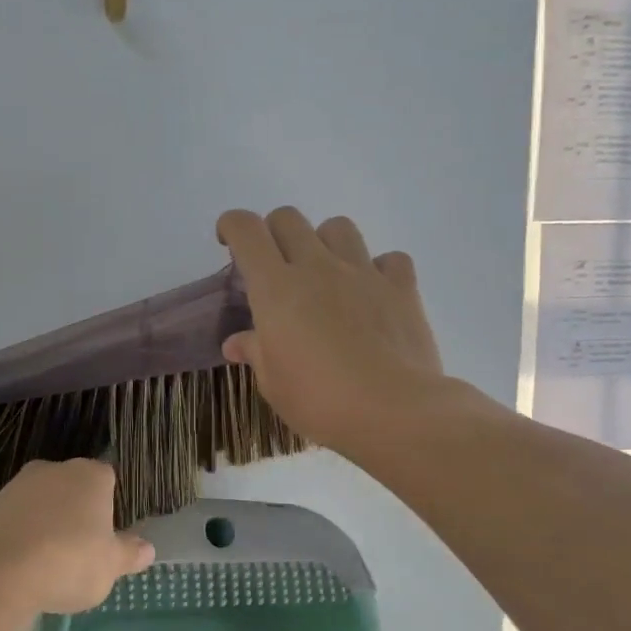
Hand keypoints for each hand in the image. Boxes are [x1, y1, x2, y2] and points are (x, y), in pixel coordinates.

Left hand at [0, 459, 154, 615]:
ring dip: (47, 525)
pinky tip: (23, 565)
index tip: (108, 536)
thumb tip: (147, 548)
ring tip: (48, 564)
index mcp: (92, 475)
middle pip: (74, 489)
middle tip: (81, 552)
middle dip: (78, 514)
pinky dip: (22, 536)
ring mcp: (19, 484)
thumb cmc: (69, 561)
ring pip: (44, 503)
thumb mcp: (110, 566)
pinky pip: (17, 519)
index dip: (110, 507)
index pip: (109, 480)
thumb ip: (129, 554)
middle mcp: (56, 469)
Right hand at [216, 207, 444, 454]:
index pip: (246, 230)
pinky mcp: (401, 287)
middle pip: (289, 219)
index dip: (232, 226)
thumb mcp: (273, 383)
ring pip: (338, 227)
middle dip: (274, 232)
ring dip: (325, 242)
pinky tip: (374, 293)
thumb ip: (255, 352)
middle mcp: (317, 267)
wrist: (393, 411)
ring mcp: (363, 272)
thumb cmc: (319, 401)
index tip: (229, 244)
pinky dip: (379, 269)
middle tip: (275, 266)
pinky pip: (389, 259)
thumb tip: (236, 343)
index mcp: (276, 287)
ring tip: (326, 274)